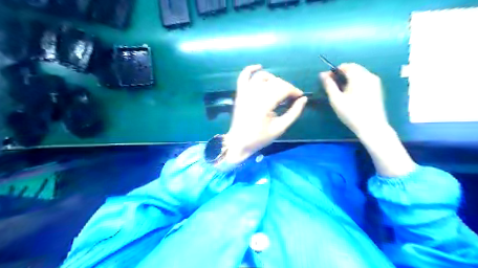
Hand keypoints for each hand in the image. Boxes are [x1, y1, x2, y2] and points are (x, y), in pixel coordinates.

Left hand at [225, 64, 307, 165]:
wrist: (238, 142)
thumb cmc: (259, 138)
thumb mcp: (280, 128)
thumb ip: (293, 113)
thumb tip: (304, 99)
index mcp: (264, 104)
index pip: (283, 89)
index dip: (294, 91)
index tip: (300, 97)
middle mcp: (254, 94)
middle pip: (274, 82)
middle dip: (286, 87)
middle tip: (291, 97)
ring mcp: (245, 92)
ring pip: (262, 77)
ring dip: (273, 79)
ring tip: (279, 88)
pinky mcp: (239, 93)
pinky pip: (243, 76)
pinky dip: (250, 69)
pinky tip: (260, 67)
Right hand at [321, 62, 387, 137]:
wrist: (372, 126)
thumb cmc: (351, 113)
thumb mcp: (336, 99)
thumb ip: (329, 85)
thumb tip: (322, 74)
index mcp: (358, 76)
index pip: (345, 66)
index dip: (334, 71)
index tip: (326, 79)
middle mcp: (369, 76)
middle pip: (353, 69)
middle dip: (341, 74)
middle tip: (332, 85)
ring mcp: (375, 82)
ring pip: (359, 74)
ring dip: (349, 78)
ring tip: (340, 90)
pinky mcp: (377, 89)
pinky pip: (365, 80)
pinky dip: (356, 82)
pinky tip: (351, 94)